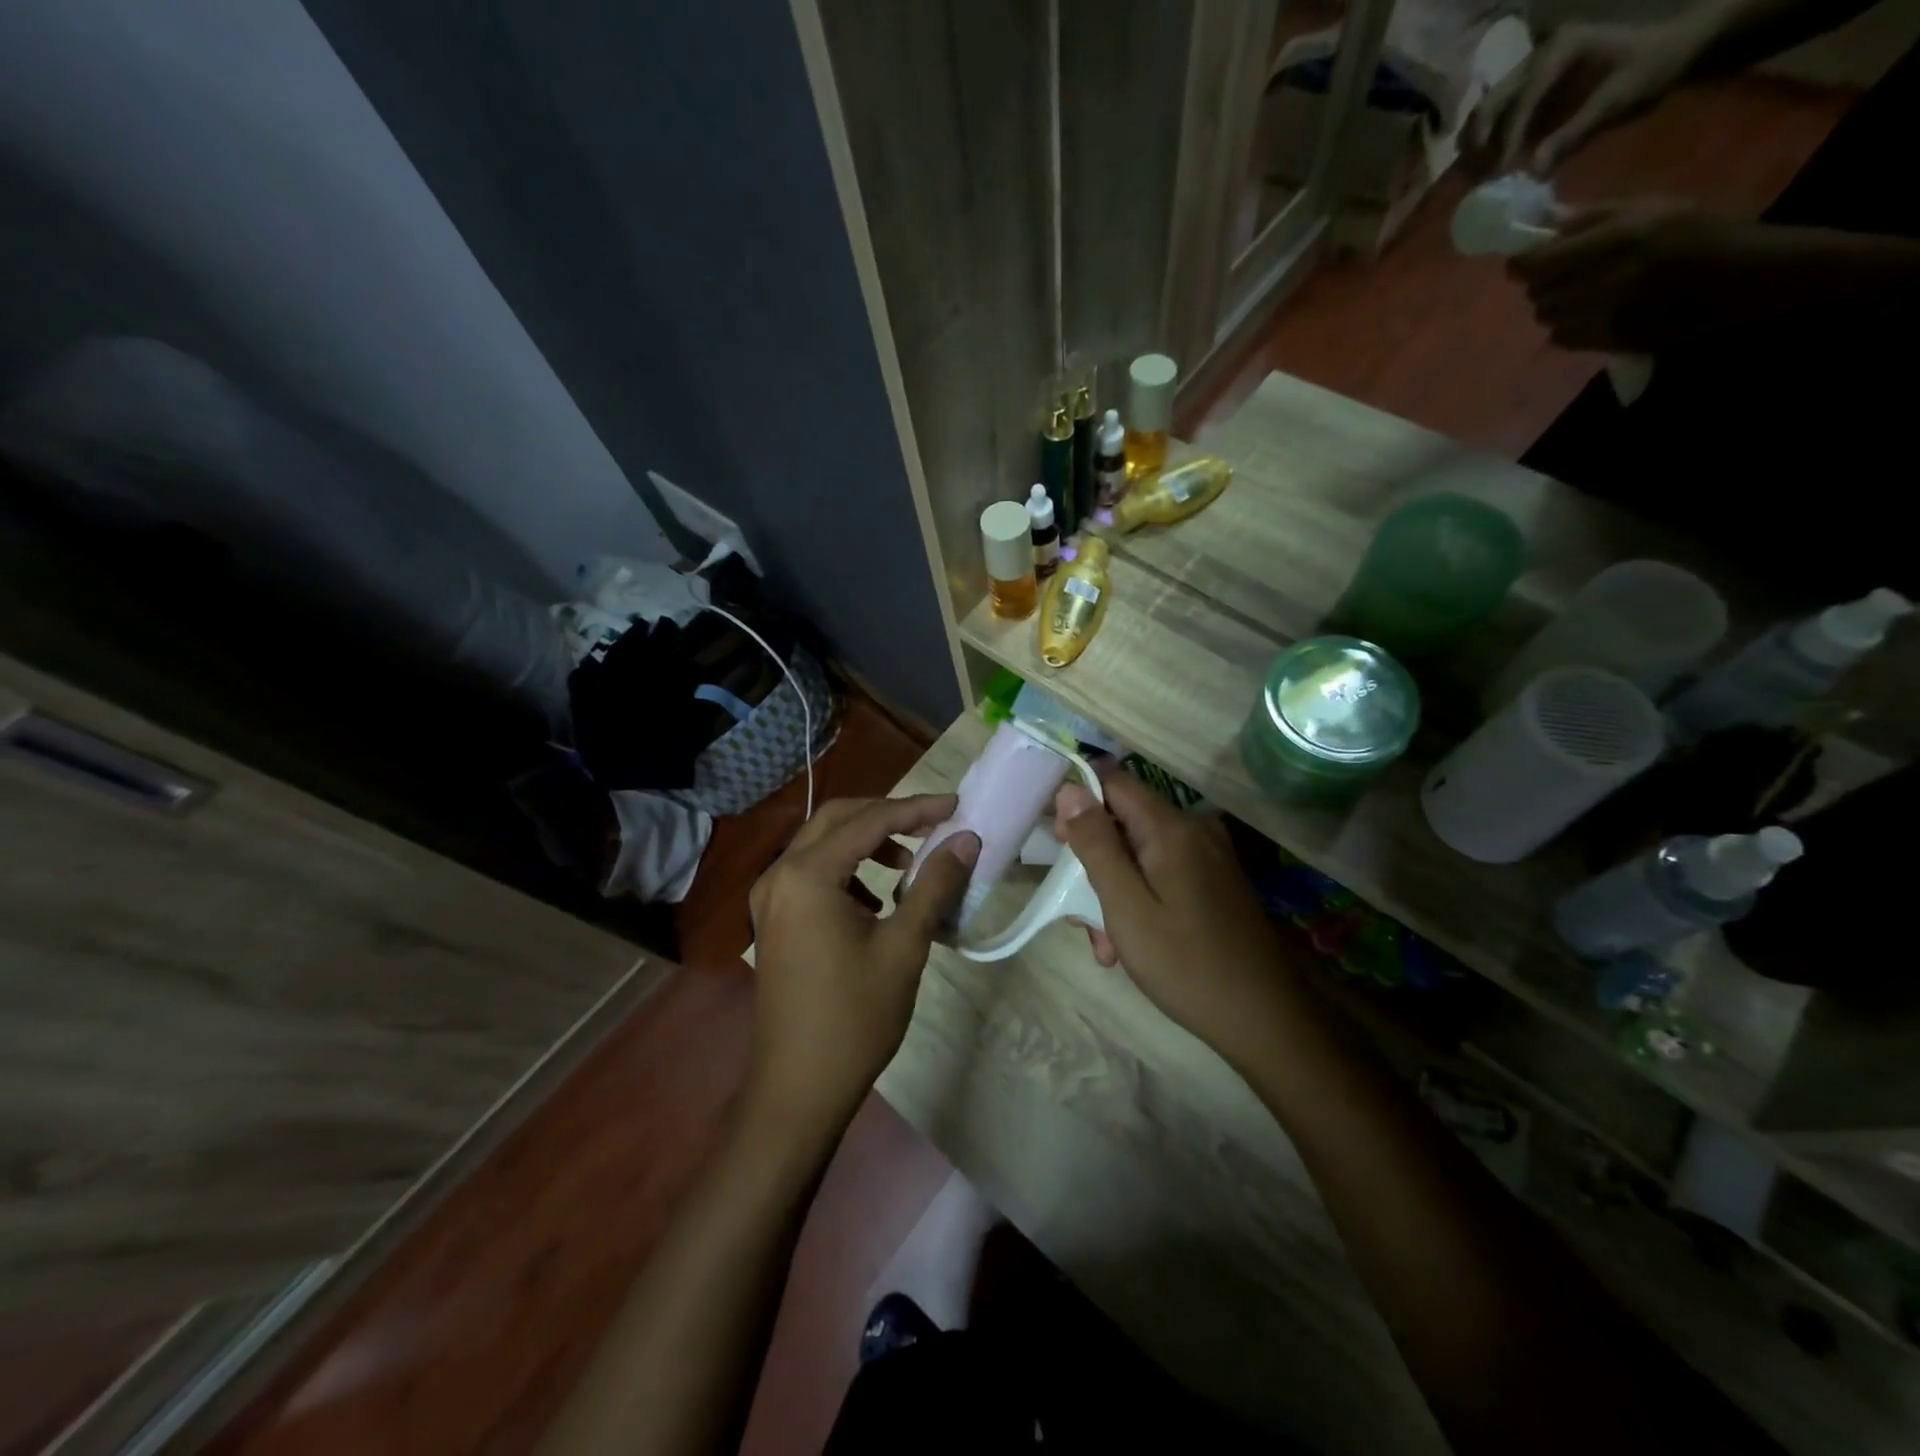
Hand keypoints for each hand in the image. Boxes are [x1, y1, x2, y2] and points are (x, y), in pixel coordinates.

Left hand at [746, 796, 977, 1131]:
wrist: (799, 1088)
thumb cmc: (855, 1017)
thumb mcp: (904, 947)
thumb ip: (935, 885)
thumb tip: (966, 840)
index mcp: (807, 876)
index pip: (869, 821)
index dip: (916, 809)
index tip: (956, 806)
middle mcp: (779, 875)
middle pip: (838, 819)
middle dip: (888, 815)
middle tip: (934, 824)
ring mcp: (770, 899)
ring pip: (822, 844)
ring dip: (867, 842)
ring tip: (910, 865)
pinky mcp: (773, 920)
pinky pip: (812, 873)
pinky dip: (848, 869)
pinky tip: (877, 900)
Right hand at [1054, 772, 1300, 1070]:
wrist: (1266, 1020)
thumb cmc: (1186, 965)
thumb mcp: (1126, 907)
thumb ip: (1096, 845)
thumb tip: (1071, 790)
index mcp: (1171, 829)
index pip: (1112, 781)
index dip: (1078, 802)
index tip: (1058, 843)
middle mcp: (1194, 830)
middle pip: (1125, 820)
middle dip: (1094, 859)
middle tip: (1078, 911)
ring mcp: (1210, 856)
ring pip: (1141, 852)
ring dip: (1114, 888)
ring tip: (1106, 944)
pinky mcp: (1217, 881)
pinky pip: (1164, 872)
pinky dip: (1141, 897)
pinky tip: (1133, 944)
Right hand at [1467, 20, 1702, 175]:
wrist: (1677, 42)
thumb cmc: (1652, 65)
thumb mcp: (1617, 98)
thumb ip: (1573, 133)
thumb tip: (1530, 173)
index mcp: (1562, 48)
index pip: (1522, 100)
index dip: (1508, 141)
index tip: (1501, 175)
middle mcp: (1540, 52)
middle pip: (1492, 102)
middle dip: (1480, 142)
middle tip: (1478, 178)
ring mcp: (1533, 65)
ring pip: (1487, 107)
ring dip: (1477, 142)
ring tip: (1478, 173)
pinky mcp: (1533, 81)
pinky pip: (1497, 111)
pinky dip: (1486, 137)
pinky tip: (1488, 160)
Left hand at [1509, 204, 1788, 351]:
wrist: (1743, 277)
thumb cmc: (1698, 233)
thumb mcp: (1652, 208)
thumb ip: (1593, 218)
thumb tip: (1545, 227)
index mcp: (1615, 239)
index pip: (1535, 263)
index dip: (1522, 265)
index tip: (1523, 263)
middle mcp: (1604, 279)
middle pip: (1537, 293)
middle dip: (1544, 285)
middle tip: (1564, 276)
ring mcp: (1604, 314)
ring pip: (1547, 317)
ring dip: (1558, 307)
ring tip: (1584, 294)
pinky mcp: (1607, 340)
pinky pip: (1562, 337)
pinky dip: (1569, 327)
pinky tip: (1593, 315)